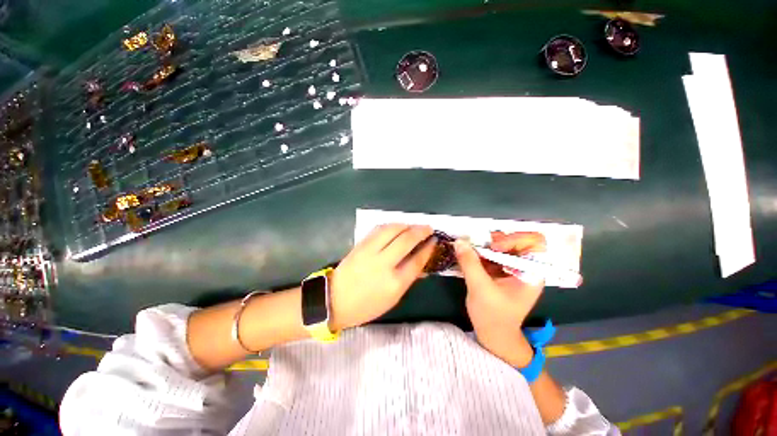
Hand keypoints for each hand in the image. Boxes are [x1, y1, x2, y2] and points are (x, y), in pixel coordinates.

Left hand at [329, 224, 435, 329]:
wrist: (334, 300)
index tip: (434, 241)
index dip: (428, 248)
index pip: (417, 260)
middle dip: (420, 231)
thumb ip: (408, 278)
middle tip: (428, 228)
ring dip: (406, 225)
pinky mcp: (360, 245)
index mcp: (395, 283)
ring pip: (392, 230)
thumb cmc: (367, 306)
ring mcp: (370, 252)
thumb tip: (420, 260)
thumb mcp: (393, 299)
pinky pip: (378, 229)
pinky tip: (397, 227)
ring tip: (413, 226)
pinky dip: (391, 225)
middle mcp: (384, 264)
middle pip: (406, 240)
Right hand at [454, 232, 546, 366]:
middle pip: (517, 241)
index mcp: (531, 272)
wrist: (493, 335)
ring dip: (486, 244)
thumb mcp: (480, 288)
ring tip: (471, 248)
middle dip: (497, 239)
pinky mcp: (499, 271)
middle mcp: (525, 267)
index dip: (516, 239)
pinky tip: (469, 254)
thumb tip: (459, 241)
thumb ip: (470, 263)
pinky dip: (480, 251)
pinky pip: (491, 254)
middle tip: (479, 244)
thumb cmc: (493, 315)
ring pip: (502, 246)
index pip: (535, 243)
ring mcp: (511, 268)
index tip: (495, 247)